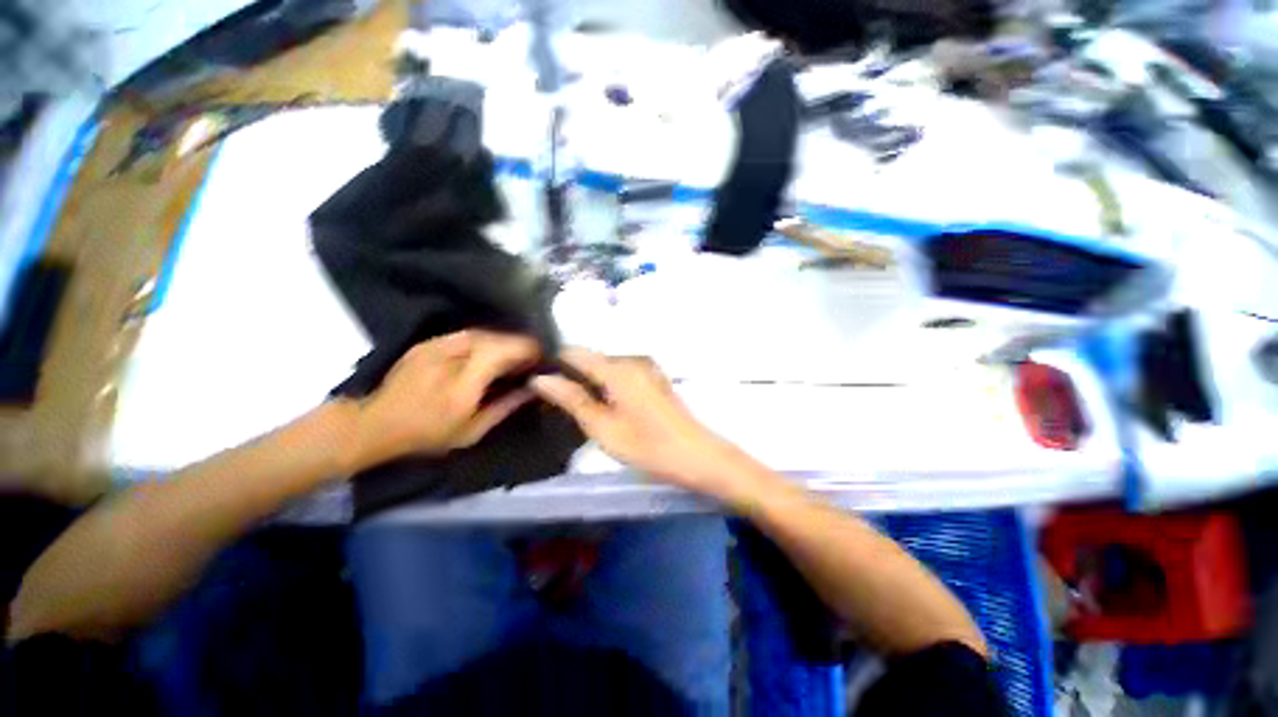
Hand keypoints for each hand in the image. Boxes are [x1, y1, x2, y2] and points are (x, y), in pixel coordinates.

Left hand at [348, 330, 537, 470]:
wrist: (376, 424)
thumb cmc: (428, 434)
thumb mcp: (473, 430)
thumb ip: (506, 406)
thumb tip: (533, 388)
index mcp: (463, 383)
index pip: (503, 352)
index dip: (527, 349)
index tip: (542, 356)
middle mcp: (450, 357)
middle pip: (495, 338)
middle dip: (518, 344)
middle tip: (532, 356)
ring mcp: (436, 346)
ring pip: (482, 332)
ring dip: (502, 340)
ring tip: (514, 353)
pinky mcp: (427, 343)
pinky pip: (465, 334)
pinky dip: (484, 340)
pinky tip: (489, 351)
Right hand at [531, 348, 763, 505]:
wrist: (697, 455)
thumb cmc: (648, 445)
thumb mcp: (603, 427)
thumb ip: (573, 399)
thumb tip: (541, 378)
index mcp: (617, 368)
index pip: (576, 352)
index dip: (555, 362)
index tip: (536, 378)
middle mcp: (632, 359)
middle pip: (592, 358)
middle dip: (572, 373)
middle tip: (553, 399)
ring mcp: (646, 367)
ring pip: (606, 366)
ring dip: (590, 380)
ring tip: (575, 404)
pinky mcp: (653, 378)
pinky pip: (621, 374)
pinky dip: (607, 384)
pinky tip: (603, 404)